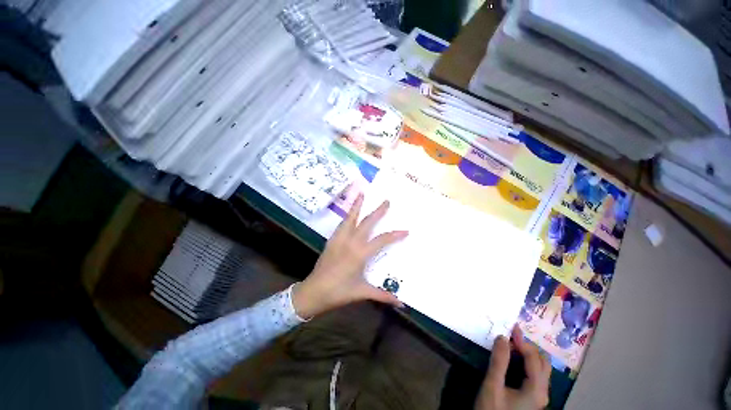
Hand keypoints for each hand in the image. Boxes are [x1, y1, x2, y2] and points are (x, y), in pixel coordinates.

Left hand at [292, 193, 407, 317]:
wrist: (313, 292)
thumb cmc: (339, 292)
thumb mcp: (362, 292)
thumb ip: (383, 296)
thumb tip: (401, 303)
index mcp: (360, 253)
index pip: (382, 240)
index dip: (395, 235)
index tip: (406, 230)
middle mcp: (350, 241)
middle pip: (367, 222)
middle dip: (378, 211)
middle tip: (386, 200)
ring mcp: (339, 238)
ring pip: (351, 218)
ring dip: (358, 205)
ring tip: (362, 194)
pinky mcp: (331, 240)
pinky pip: (342, 223)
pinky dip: (348, 215)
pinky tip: (351, 212)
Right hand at [475, 327, 550, 409]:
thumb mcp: (493, 386)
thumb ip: (499, 361)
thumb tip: (502, 337)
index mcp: (536, 390)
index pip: (534, 358)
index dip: (523, 341)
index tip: (510, 327)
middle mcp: (542, 392)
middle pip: (542, 363)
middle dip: (528, 346)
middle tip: (510, 335)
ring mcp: (539, 396)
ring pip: (540, 369)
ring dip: (528, 353)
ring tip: (511, 343)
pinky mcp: (532, 398)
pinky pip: (534, 375)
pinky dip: (526, 362)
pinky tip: (514, 359)